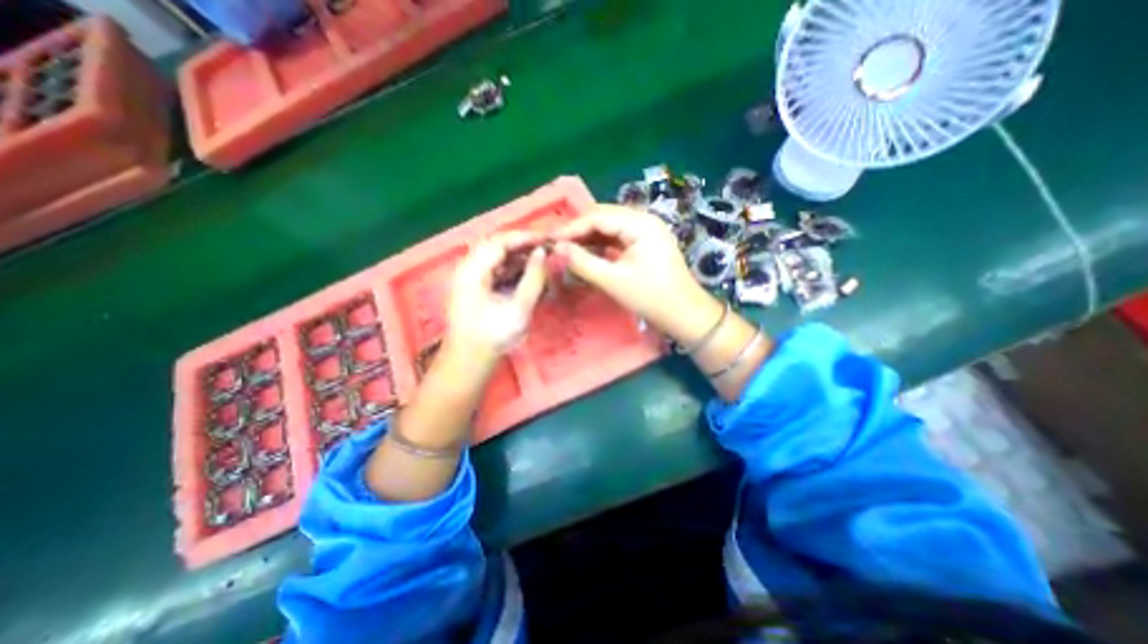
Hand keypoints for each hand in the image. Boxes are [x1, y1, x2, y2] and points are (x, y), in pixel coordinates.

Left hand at [442, 232, 544, 367]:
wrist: (470, 360)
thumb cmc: (493, 336)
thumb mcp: (518, 308)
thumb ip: (533, 278)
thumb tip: (543, 253)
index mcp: (473, 270)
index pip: (500, 242)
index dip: (525, 237)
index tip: (548, 239)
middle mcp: (468, 268)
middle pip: (497, 246)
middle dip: (523, 245)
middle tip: (546, 248)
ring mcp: (471, 277)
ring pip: (497, 257)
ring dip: (519, 257)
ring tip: (541, 261)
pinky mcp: (476, 287)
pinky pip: (496, 270)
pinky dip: (513, 269)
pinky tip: (528, 275)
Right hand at [550, 207, 719, 340]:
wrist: (684, 314)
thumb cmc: (651, 298)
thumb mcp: (613, 281)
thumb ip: (583, 263)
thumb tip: (557, 249)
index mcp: (640, 224)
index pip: (598, 216)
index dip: (572, 227)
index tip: (550, 240)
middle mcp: (644, 220)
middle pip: (604, 217)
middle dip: (579, 230)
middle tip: (557, 244)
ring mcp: (646, 231)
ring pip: (610, 227)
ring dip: (589, 237)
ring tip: (568, 249)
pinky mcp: (646, 243)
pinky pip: (618, 238)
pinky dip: (601, 245)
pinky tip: (587, 253)